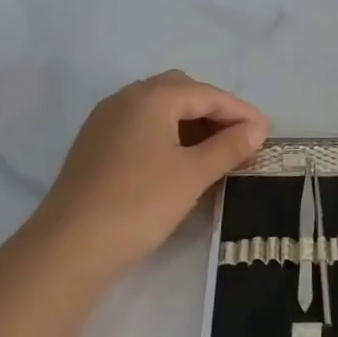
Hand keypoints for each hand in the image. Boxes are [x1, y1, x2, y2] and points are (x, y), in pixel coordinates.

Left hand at [25, 70, 267, 283]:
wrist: (70, 245)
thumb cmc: (140, 202)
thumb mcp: (193, 174)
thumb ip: (228, 147)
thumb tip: (256, 129)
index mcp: (151, 97)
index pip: (206, 94)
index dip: (240, 111)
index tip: (266, 132)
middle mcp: (126, 99)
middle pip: (180, 91)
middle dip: (213, 110)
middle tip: (238, 137)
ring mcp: (105, 122)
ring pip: (158, 109)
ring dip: (189, 122)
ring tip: (214, 151)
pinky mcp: (94, 146)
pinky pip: (140, 126)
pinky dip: (166, 135)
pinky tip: (178, 161)